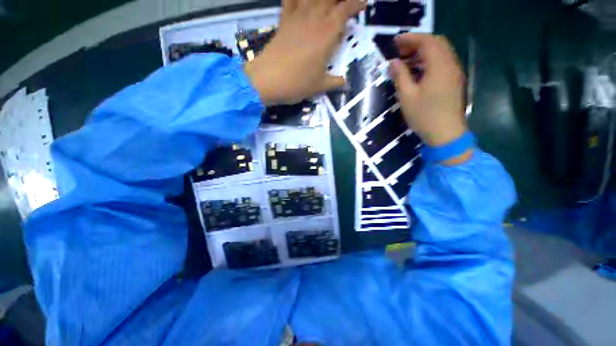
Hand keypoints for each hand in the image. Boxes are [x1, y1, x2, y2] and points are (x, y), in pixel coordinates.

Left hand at [244, 0, 365, 104]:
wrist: (268, 80)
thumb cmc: (296, 84)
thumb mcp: (319, 86)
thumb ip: (335, 82)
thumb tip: (346, 83)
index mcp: (326, 35)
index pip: (344, 10)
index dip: (355, 4)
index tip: (363, 3)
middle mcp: (313, 20)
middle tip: (345, 3)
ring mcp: (297, 18)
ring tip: (327, 1)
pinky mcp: (284, 21)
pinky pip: (290, 0)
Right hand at [389, 34, 467, 147]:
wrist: (445, 134)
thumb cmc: (424, 116)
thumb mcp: (407, 96)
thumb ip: (400, 76)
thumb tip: (393, 62)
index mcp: (439, 66)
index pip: (427, 41)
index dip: (410, 38)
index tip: (395, 42)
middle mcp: (450, 64)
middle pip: (436, 43)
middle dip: (417, 43)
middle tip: (400, 51)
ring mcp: (454, 72)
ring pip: (440, 53)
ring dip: (423, 52)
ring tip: (406, 61)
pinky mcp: (453, 81)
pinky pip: (442, 63)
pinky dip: (429, 61)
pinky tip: (417, 72)